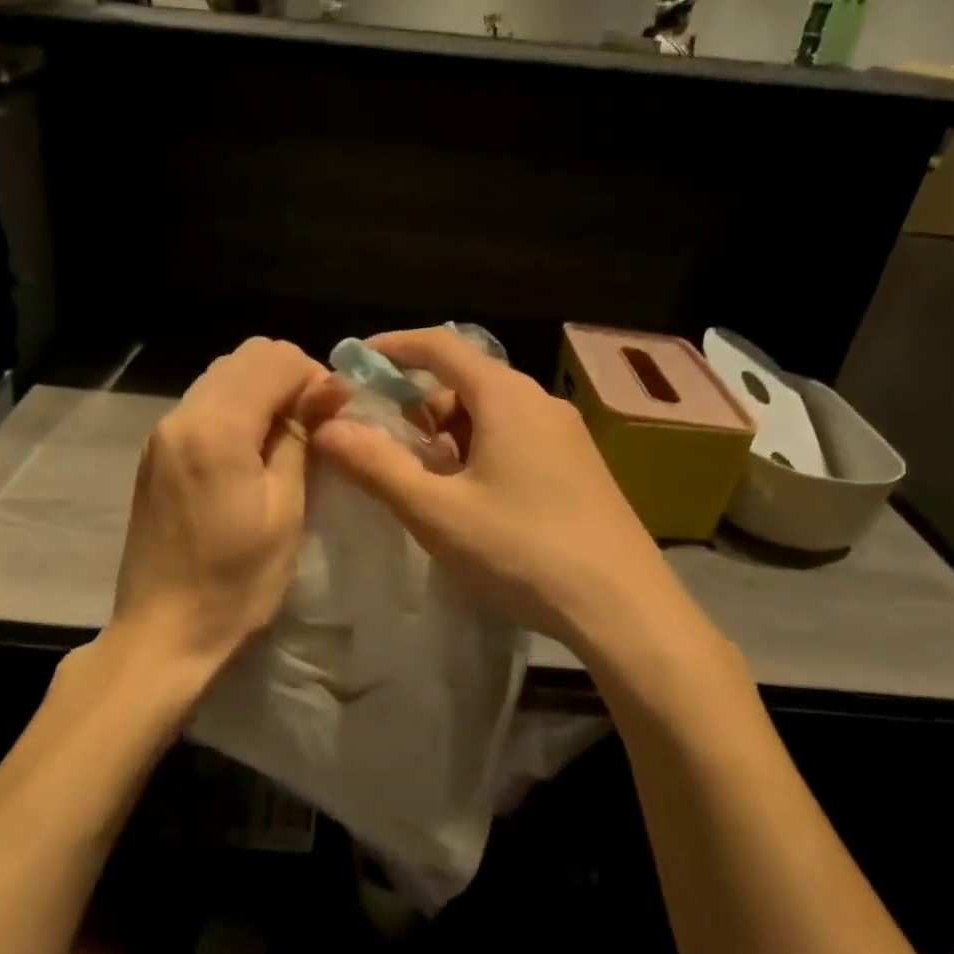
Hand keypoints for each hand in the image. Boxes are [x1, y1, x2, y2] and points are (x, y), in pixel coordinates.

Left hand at [107, 338, 327, 694]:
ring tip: (286, 440)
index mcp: (216, 428)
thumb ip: (301, 437)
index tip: (334, 417)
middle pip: (245, 357)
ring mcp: (161, 433)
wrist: (163, 632)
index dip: (314, 376)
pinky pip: (203, 404)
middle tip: (315, 425)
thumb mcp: (285, 510)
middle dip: (288, 376)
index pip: (274, 358)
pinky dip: (236, 409)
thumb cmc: (236, 581)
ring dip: (262, 391)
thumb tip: (330, 386)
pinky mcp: (155, 453)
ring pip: (222, 376)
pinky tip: (251, 453)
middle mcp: (181, 415)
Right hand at [309, 328, 673, 653]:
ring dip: (449, 434)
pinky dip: (480, 451)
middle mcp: (540, 403)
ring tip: (424, 482)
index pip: (441, 346)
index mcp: (506, 398)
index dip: (393, 347)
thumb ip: (377, 466)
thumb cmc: (522, 551)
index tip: (356, 362)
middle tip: (384, 445)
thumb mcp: (437, 512)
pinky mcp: (580, 467)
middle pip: (466, 382)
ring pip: (492, 414)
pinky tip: (473, 500)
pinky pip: (517, 439)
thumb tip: (329, 426)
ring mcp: (567, 436)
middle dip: (418, 405)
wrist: (625, 608)